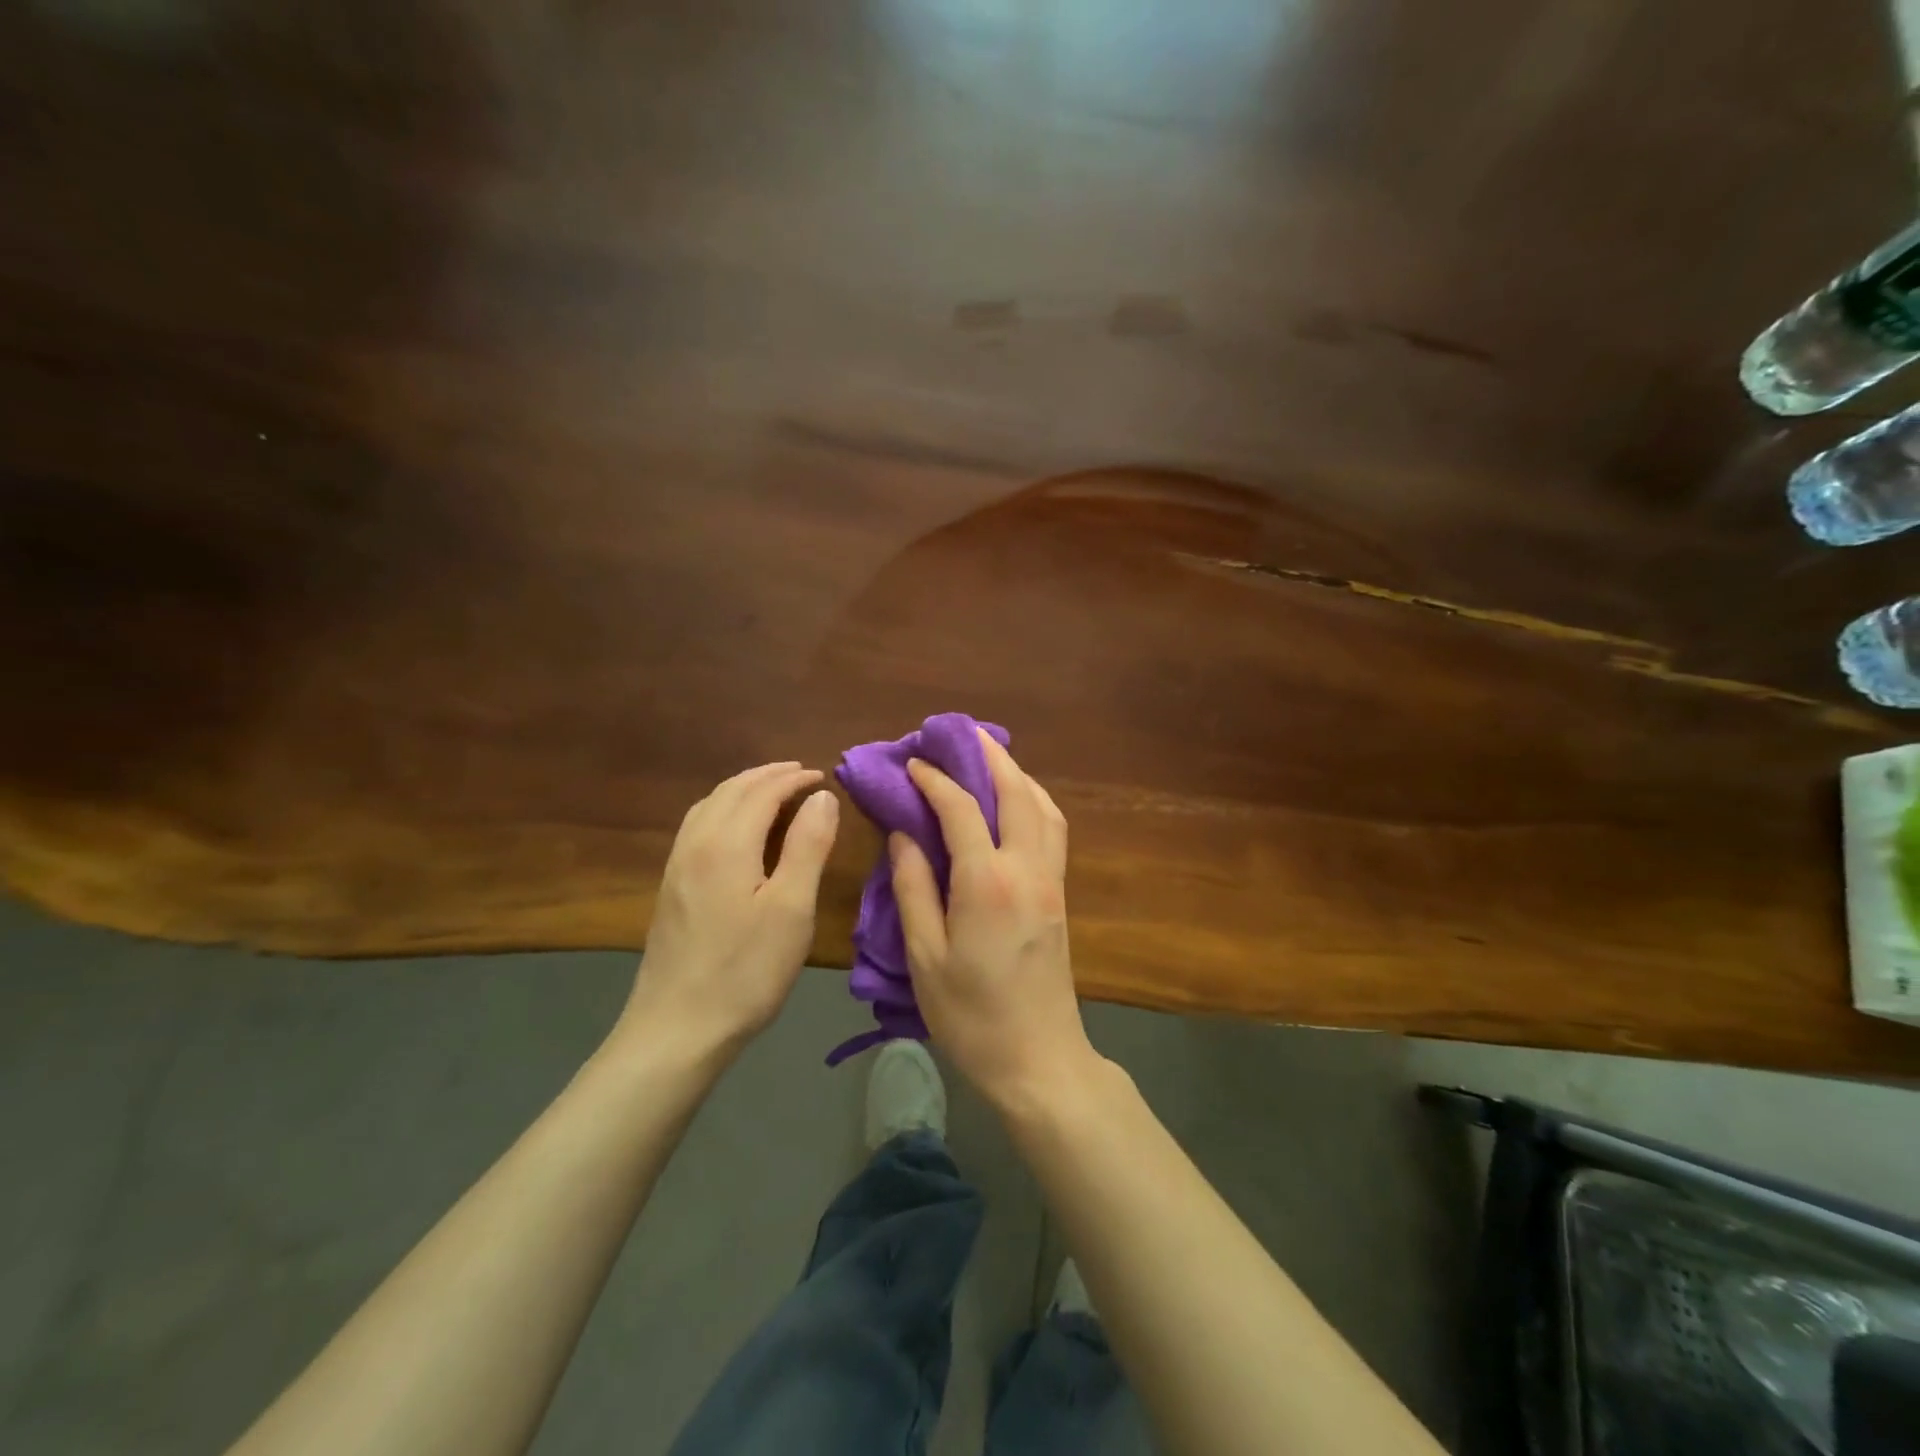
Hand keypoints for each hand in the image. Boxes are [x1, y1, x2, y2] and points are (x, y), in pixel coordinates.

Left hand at [618, 762, 839, 1058]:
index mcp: (726, 843)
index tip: (823, 777)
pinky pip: (698, 826)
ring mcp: (677, 866)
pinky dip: (724, 809)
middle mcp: (696, 843)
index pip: (762, 791)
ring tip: (773, 791)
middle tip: (802, 775)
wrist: (677, 1029)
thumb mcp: (792, 908)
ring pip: (709, 805)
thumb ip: (808, 846)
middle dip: (768, 776)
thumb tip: (821, 796)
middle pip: (731, 790)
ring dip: (743, 789)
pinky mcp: (671, 887)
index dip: (794, 779)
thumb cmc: (746, 970)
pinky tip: (736, 829)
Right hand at [891, 730, 1099, 1107]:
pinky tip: (1016, 802)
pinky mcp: (1060, 895)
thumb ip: (913, 888)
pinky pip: (1052, 829)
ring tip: (990, 759)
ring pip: (1043, 807)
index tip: (913, 763)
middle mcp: (1027, 869)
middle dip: (990, 756)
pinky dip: (1034, 801)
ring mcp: (1051, 880)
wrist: (1039, 1059)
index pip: (961, 809)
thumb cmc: (971, 1015)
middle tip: (962, 734)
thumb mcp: (924, 956)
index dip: (935, 780)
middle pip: (1016, 793)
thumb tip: (904, 834)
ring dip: (1018, 774)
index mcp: (987, 883)